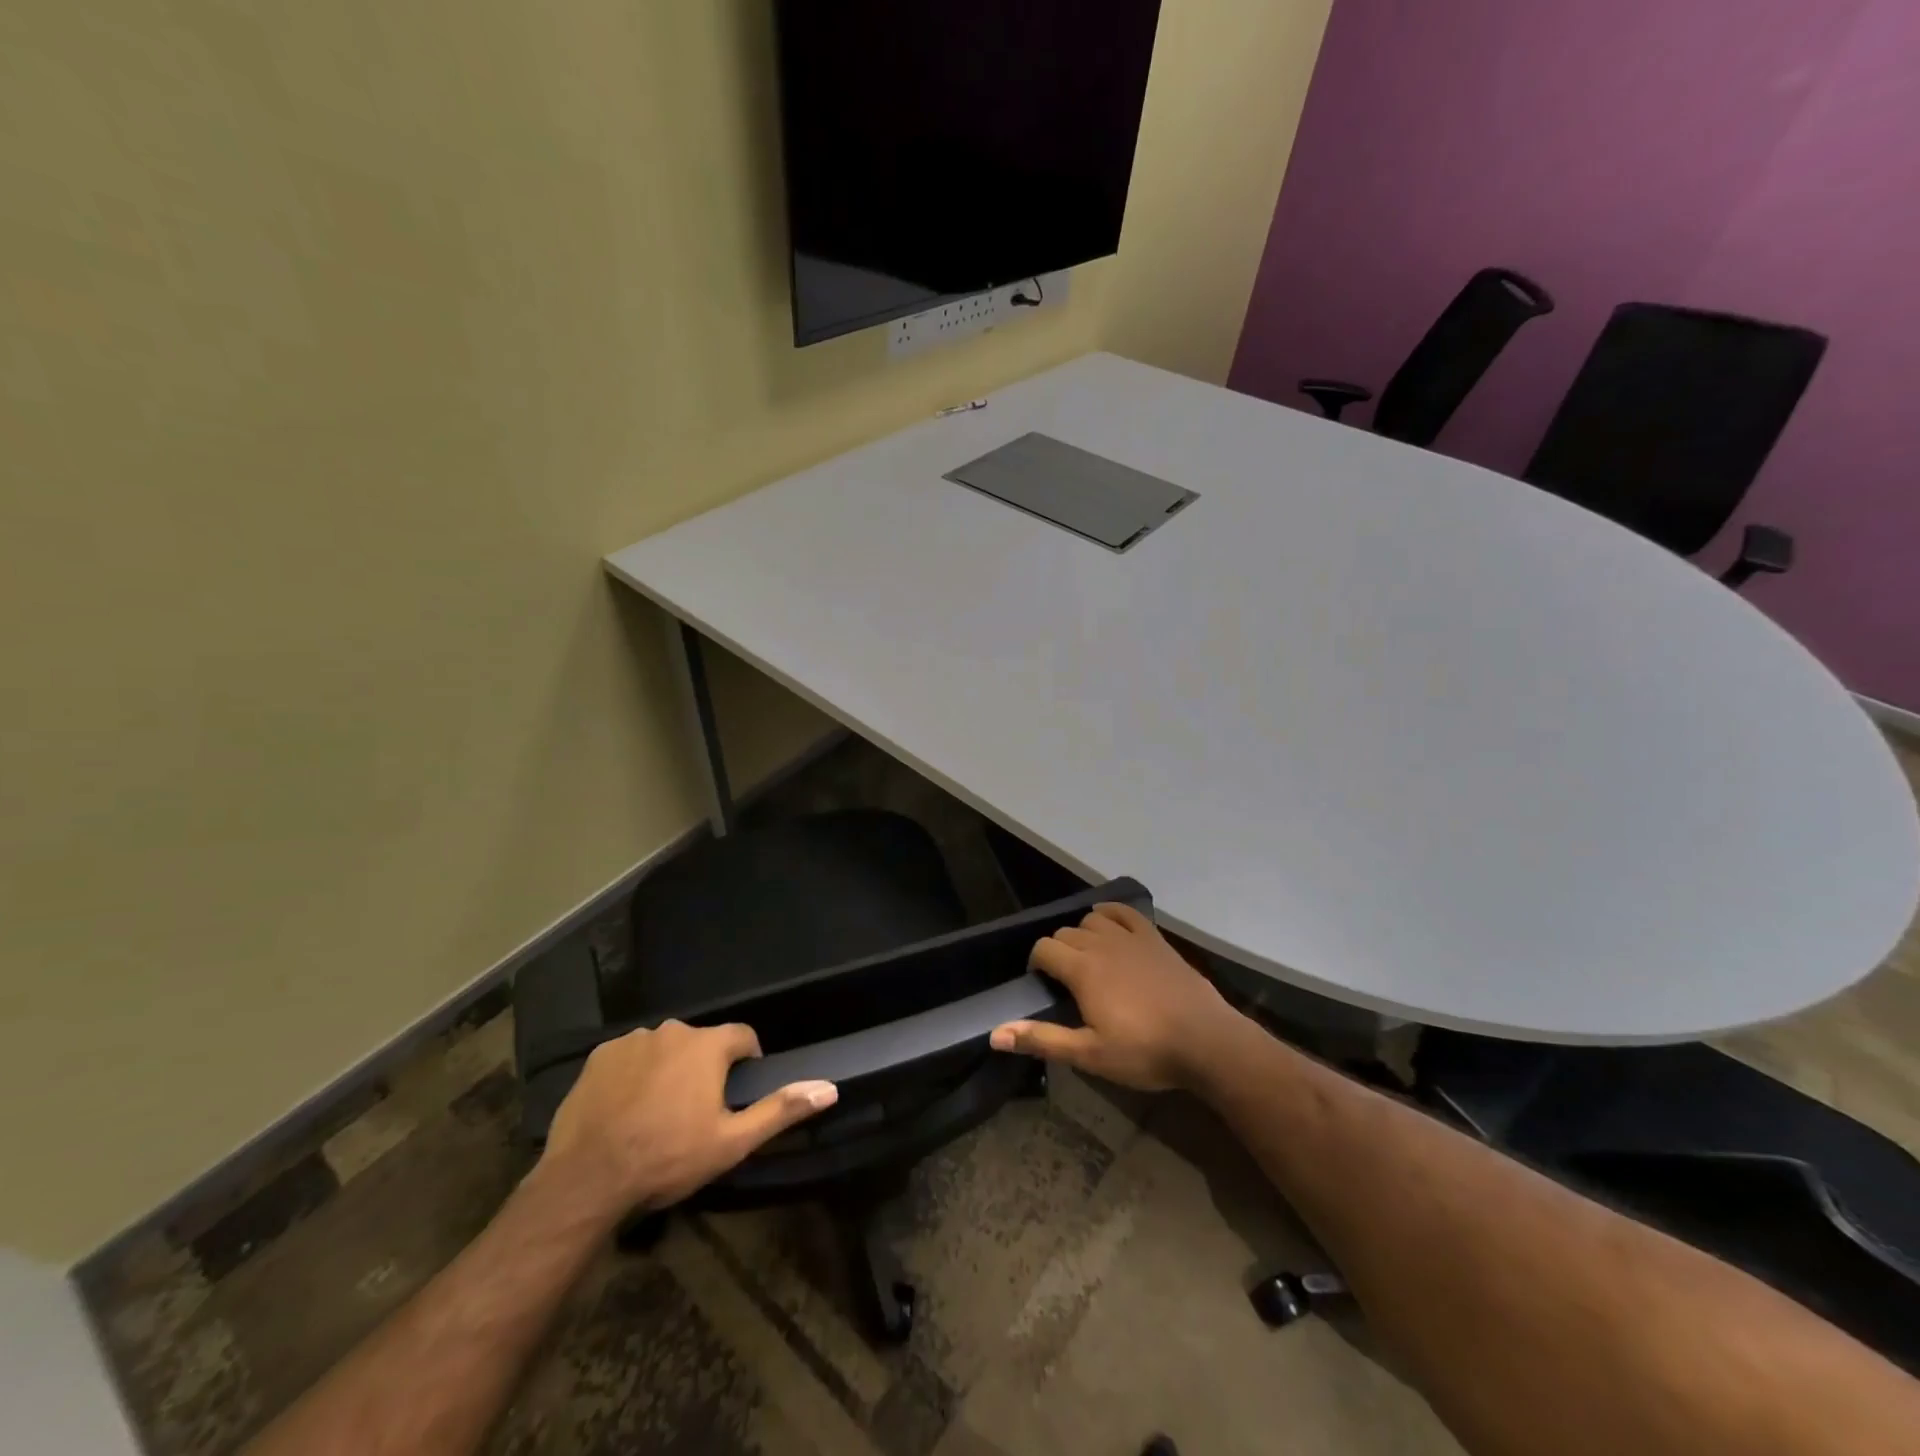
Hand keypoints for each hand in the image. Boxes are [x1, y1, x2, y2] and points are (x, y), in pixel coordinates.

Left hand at [540, 1020, 837, 1221]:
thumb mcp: (732, 1142)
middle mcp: (673, 1030)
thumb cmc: (667, 1158)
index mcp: (708, 1045)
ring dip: (668, 1069)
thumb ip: (780, 1110)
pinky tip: (625, 1109)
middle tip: (695, 1111)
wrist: (587, 1180)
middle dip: (704, 1068)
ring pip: (664, 1048)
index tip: (737, 1094)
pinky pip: (629, 1057)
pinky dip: (633, 1074)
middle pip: (702, 1043)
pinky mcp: (599, 1057)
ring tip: (657, 1112)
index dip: (747, 1062)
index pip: (743, 1037)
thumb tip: (829, 1088)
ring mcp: (632, 1041)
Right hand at [991, 902, 1243, 1090]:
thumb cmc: (1145, 1051)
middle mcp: (1102, 944)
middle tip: (1066, 982)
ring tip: (1089, 960)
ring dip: (1083, 934)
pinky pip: (1125, 912)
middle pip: (1065, 933)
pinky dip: (1111, 914)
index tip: (1043, 985)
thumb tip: (995, 1035)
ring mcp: (1131, 937)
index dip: (1037, 964)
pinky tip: (1111, 929)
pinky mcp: (1155, 938)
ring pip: (1092, 921)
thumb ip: (1042, 1040)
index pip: (1044, 949)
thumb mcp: (1090, 1054)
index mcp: (1082, 969)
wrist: (1206, 1041)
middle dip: (1058, 952)